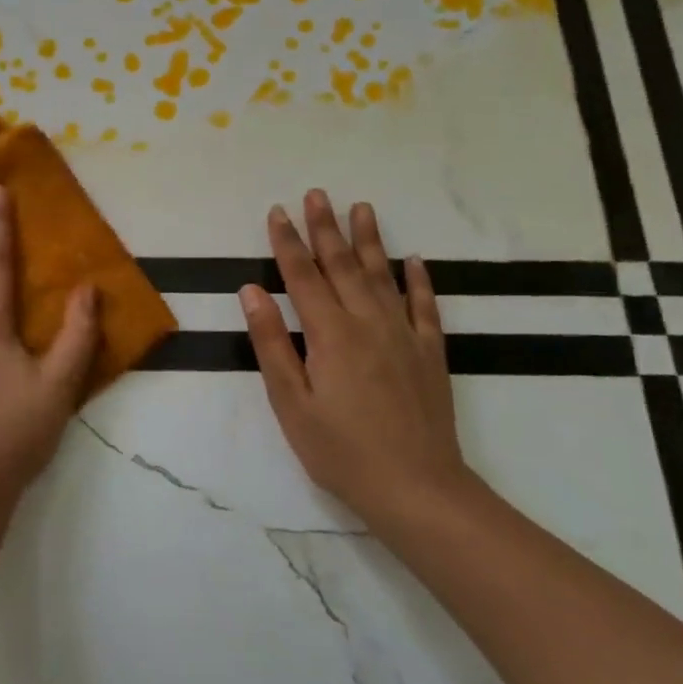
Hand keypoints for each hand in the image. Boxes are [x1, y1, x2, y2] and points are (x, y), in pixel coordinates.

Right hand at [240, 190, 469, 535]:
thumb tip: (252, 291)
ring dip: (369, 240)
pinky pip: (425, 306)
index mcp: (330, 334)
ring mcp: (404, 336)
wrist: (417, 489)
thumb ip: (271, 344)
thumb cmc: (341, 451)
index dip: (288, 242)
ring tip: (361, 207)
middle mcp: (368, 323)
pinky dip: (419, 280)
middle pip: (343, 265)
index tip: (278, 211)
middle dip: (325, 228)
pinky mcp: (430, 353)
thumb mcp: (291, 404)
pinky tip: (415, 259)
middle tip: (316, 194)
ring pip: (383, 275)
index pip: (303, 276)